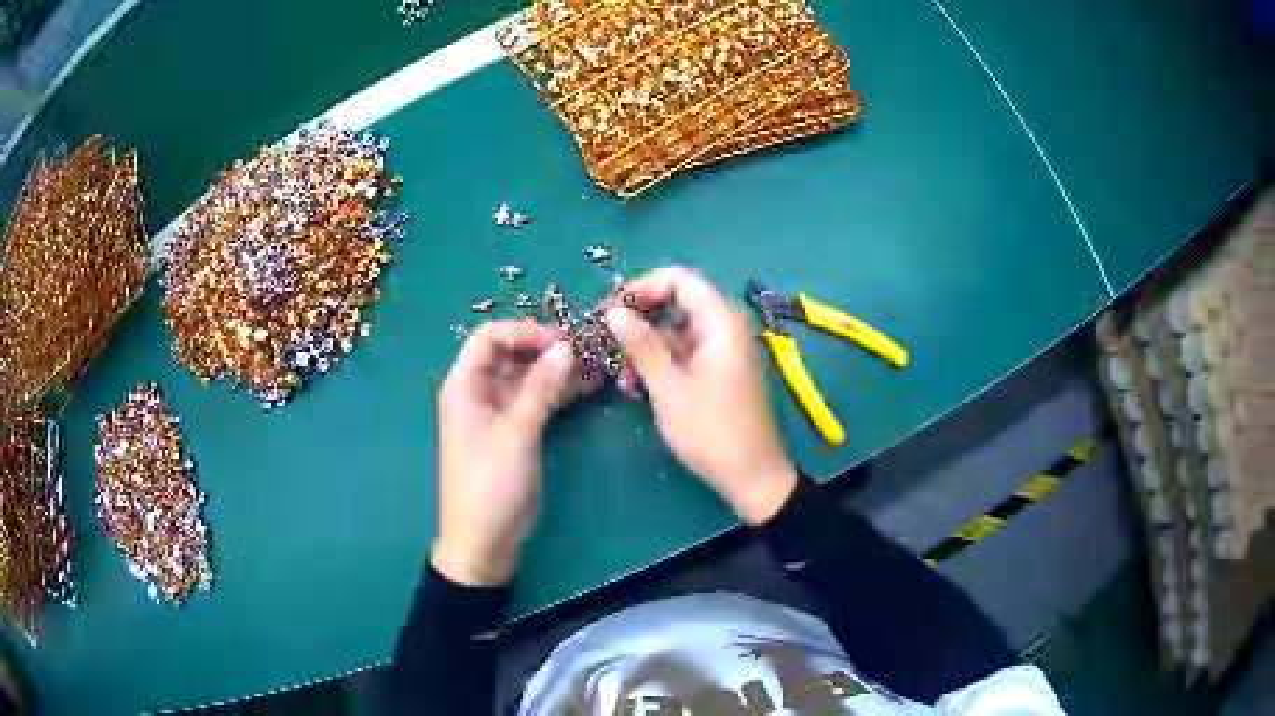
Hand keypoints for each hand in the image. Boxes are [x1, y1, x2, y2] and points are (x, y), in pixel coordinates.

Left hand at [433, 321, 590, 585]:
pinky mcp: (516, 431)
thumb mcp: (516, 434)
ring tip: (595, 366)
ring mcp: (498, 412)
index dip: (524, 332)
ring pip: (528, 377)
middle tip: (586, 351)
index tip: (561, 340)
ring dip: (557, 370)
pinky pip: (537, 400)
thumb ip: (540, 388)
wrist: (485, 541)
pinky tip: (588, 387)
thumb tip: (565, 347)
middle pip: (511, 354)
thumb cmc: (491, 486)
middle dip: (546, 349)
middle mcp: (479, 392)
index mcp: (464, 387)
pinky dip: (559, 392)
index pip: (489, 338)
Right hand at [606, 267, 797, 523]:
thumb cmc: (711, 431)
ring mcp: (725, 350)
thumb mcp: (669, 387)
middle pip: (679, 302)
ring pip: (680, 329)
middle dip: (641, 316)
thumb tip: (614, 311)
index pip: (680, 279)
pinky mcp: (721, 370)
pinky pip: (688, 351)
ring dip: (648, 343)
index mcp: (721, 322)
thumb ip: (641, 345)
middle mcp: (727, 327)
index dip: (642, 287)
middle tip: (606, 336)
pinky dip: (663, 360)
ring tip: (617, 368)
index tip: (610, 309)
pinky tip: (635, 382)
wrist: (752, 476)